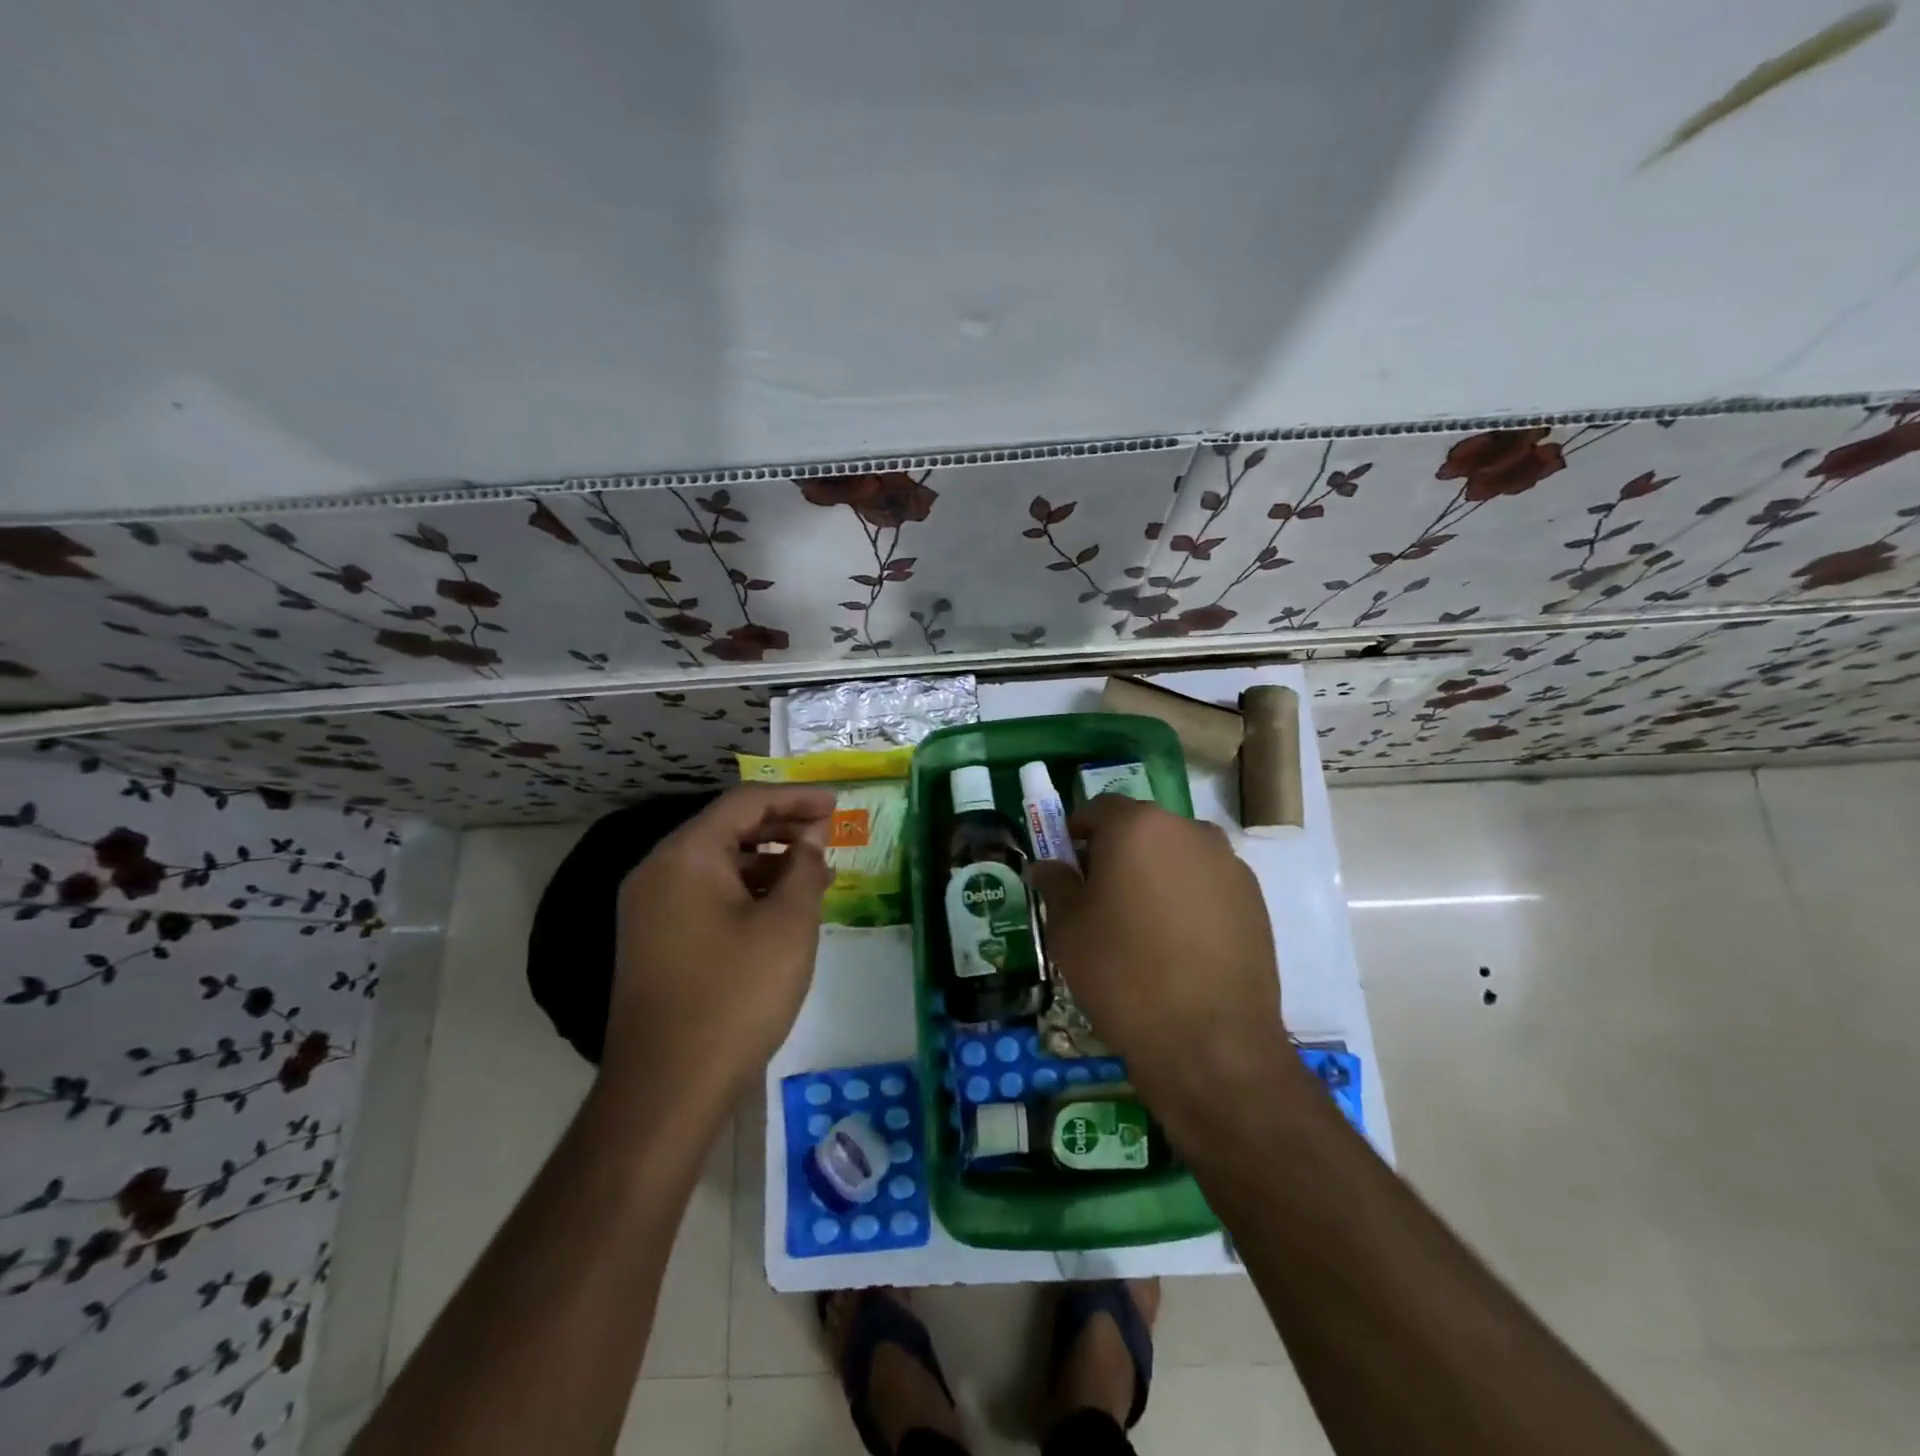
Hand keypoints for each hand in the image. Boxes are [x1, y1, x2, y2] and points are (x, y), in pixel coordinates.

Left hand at [605, 785, 835, 1103]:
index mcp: (685, 856)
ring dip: (767, 861)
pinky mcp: (655, 941)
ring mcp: (651, 909)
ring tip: (814, 872)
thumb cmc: (736, 995)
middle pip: (726, 829)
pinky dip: (746, 891)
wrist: (667, 1089)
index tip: (835, 803)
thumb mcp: (788, 925)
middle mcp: (658, 872)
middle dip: (781, 826)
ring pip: (717, 864)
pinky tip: (780, 908)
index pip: (744, 803)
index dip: (795, 798)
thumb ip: (804, 869)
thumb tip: (809, 841)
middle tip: (828, 833)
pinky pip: (706, 895)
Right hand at [1028, 796, 1288, 1129]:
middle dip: (1117, 854)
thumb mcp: (1068, 930)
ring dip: (1154, 875)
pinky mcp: (1255, 900)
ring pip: (1177, 857)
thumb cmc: (1123, 975)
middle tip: (1099, 899)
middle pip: (1142, 830)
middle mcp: (1189, 831)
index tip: (1066, 865)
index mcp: (1138, 826)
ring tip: (1141, 926)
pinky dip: (1187, 899)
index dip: (1076, 833)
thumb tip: (1048, 866)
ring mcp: (1228, 865)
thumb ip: (1056, 885)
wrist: (1210, 1043)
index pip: (1098, 809)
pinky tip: (1178, 946)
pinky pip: (1207, 885)